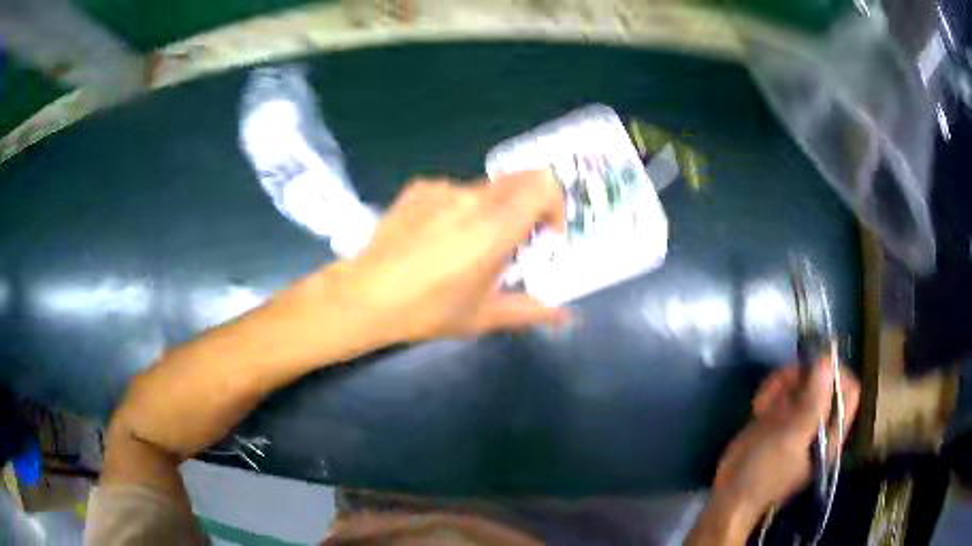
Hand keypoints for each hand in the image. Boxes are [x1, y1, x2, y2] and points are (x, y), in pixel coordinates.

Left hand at [332, 170, 570, 342]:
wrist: (366, 295)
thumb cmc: (428, 310)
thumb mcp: (484, 316)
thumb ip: (531, 311)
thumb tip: (566, 316)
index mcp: (495, 227)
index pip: (543, 186)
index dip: (555, 205)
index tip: (546, 235)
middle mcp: (472, 198)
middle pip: (520, 179)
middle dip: (529, 206)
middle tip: (516, 240)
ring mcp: (442, 189)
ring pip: (486, 188)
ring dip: (493, 210)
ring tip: (468, 245)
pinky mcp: (418, 189)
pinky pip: (454, 190)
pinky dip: (460, 208)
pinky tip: (438, 237)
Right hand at [712, 358, 860, 522]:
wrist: (730, 495)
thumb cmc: (764, 473)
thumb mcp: (790, 439)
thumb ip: (813, 403)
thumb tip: (827, 360)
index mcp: (831, 433)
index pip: (848, 392)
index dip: (836, 374)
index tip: (812, 366)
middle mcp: (819, 423)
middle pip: (824, 381)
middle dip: (802, 376)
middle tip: (780, 382)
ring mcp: (799, 420)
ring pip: (802, 382)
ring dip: (783, 382)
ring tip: (763, 401)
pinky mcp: (779, 418)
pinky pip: (783, 391)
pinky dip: (771, 390)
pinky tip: (758, 406)